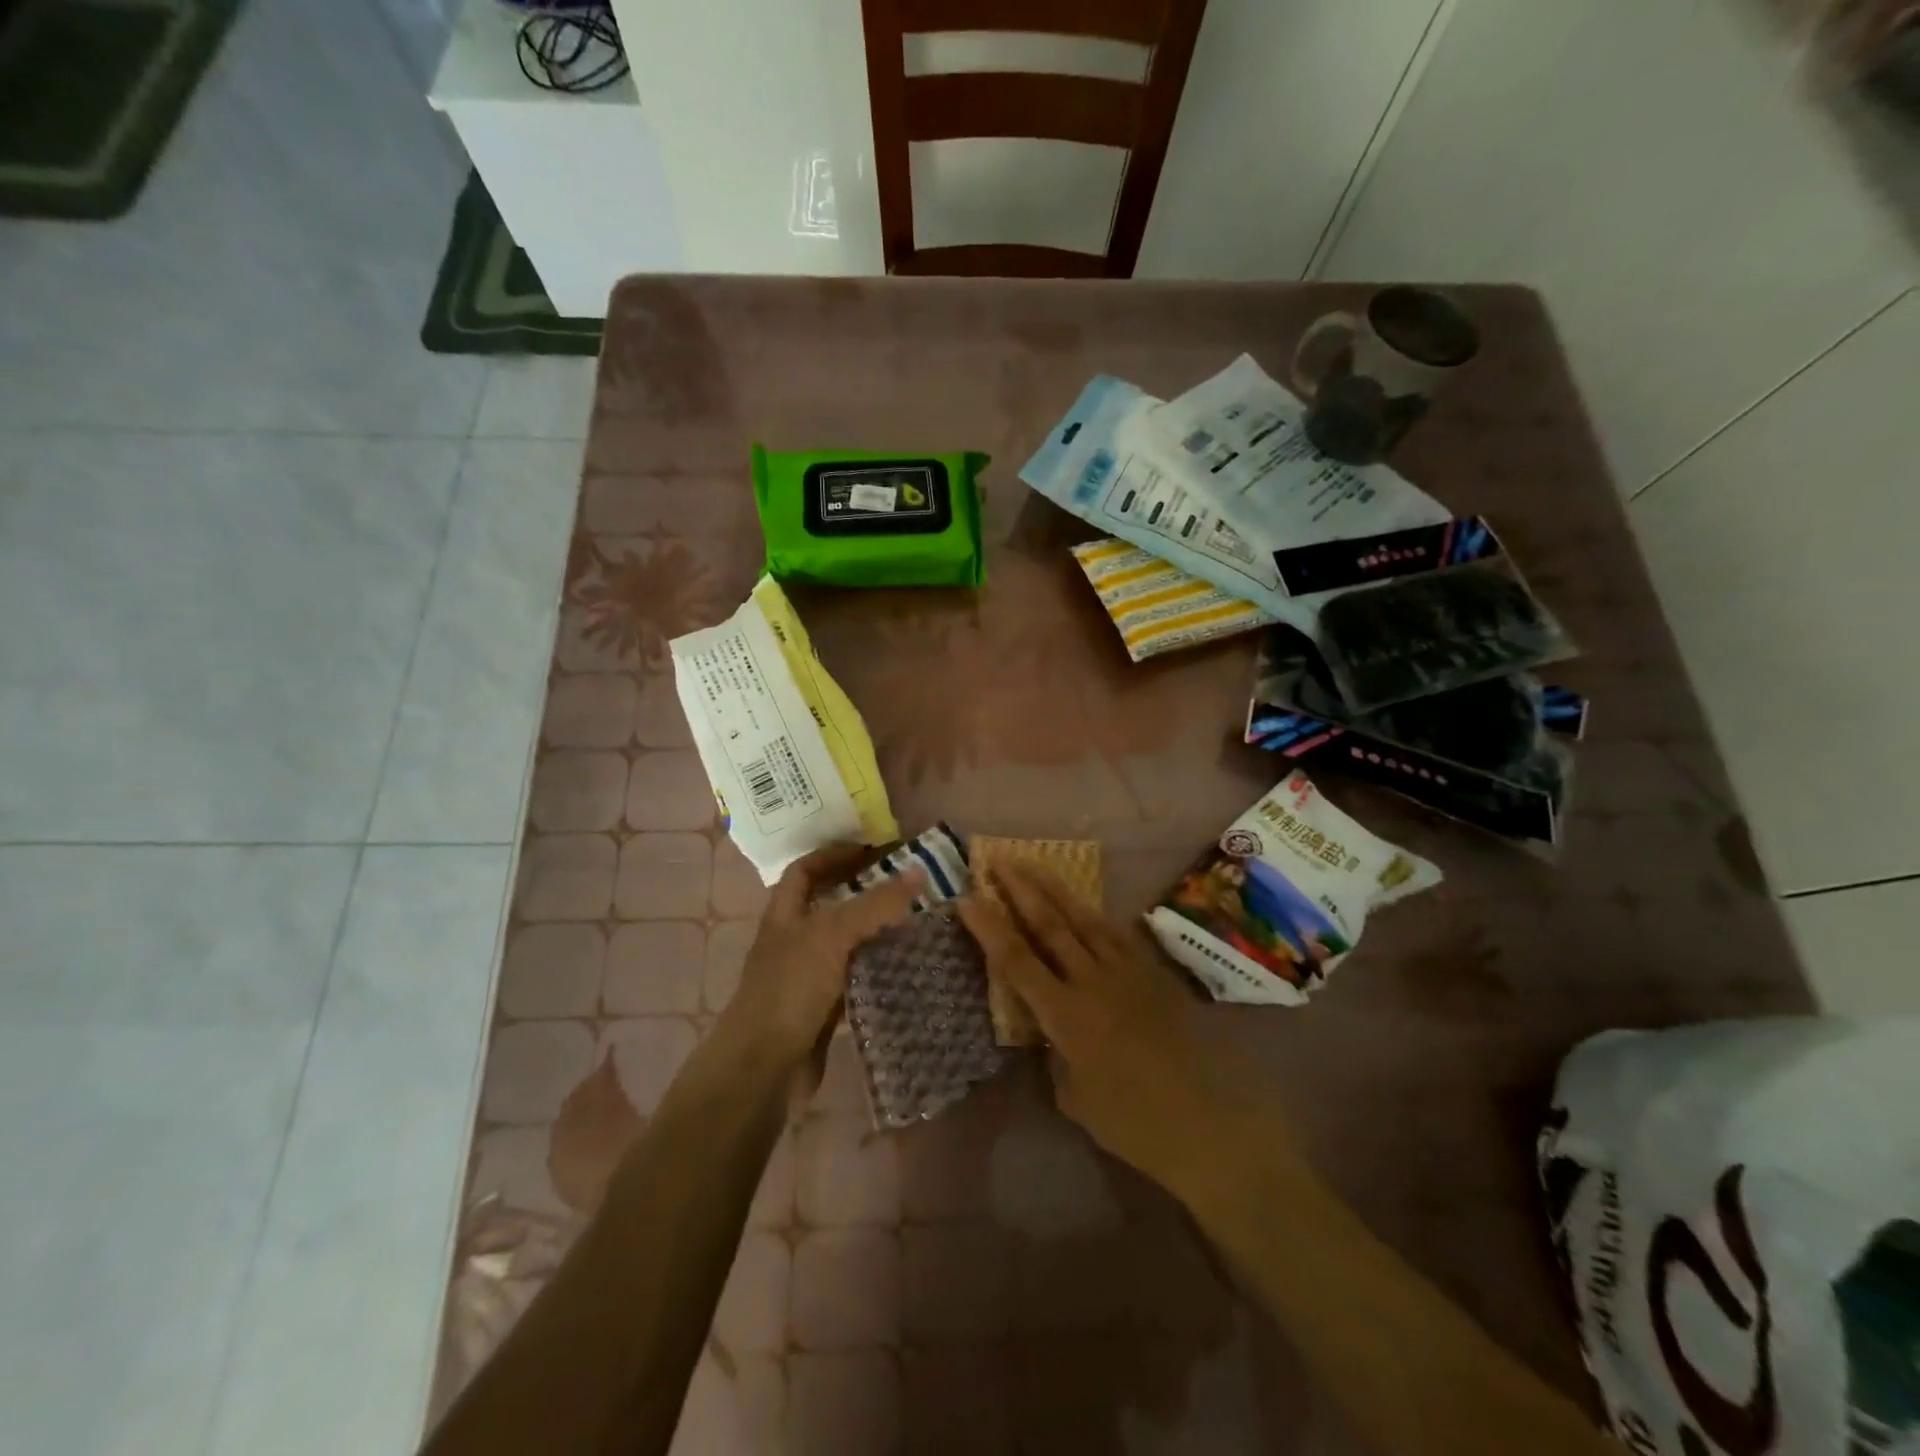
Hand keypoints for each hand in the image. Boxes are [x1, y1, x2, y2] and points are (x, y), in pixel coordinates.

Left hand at [724, 843, 924, 1075]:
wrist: (764, 1068)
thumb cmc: (790, 989)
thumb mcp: (832, 935)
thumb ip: (875, 904)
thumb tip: (918, 871)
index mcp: (785, 915)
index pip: (805, 870)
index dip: (833, 855)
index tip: (872, 850)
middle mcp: (794, 941)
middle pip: (829, 905)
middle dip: (864, 892)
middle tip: (906, 886)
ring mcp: (807, 977)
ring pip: (846, 944)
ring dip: (875, 932)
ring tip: (916, 921)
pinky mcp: (823, 1009)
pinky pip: (855, 980)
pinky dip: (877, 971)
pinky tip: (906, 967)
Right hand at [957, 863, 1280, 1199]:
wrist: (1209, 1122)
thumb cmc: (1134, 1123)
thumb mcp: (1075, 1097)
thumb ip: (1054, 1054)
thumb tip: (1048, 1029)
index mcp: (1066, 1016)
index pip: (1016, 960)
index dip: (988, 928)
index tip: (966, 899)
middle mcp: (1092, 982)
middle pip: (1049, 925)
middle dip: (1020, 889)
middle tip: (997, 860)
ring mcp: (1126, 972)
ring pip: (1083, 919)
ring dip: (1053, 889)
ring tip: (1031, 864)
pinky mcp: (1152, 973)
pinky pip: (1115, 932)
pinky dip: (1091, 912)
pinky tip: (1081, 902)